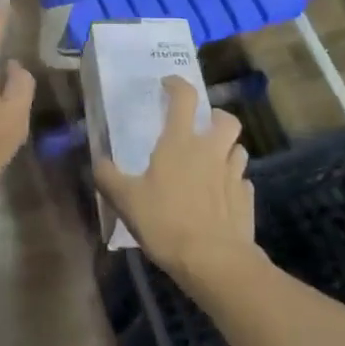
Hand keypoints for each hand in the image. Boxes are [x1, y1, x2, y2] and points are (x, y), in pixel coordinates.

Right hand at [94, 78, 261, 283]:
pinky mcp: (246, 200)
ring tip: (212, 163)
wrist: (214, 261)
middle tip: (202, 127)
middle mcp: (211, 151)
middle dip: (216, 117)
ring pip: (239, 149)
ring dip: (227, 150)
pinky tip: (222, 196)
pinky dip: (234, 183)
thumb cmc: (166, 221)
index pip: (185, 98)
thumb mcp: (125, 200)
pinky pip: (243, 182)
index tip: (168, 84)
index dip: (177, 85)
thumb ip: (108, 177)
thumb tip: (97, 161)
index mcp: (180, 142)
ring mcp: (233, 175)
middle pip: (226, 120)